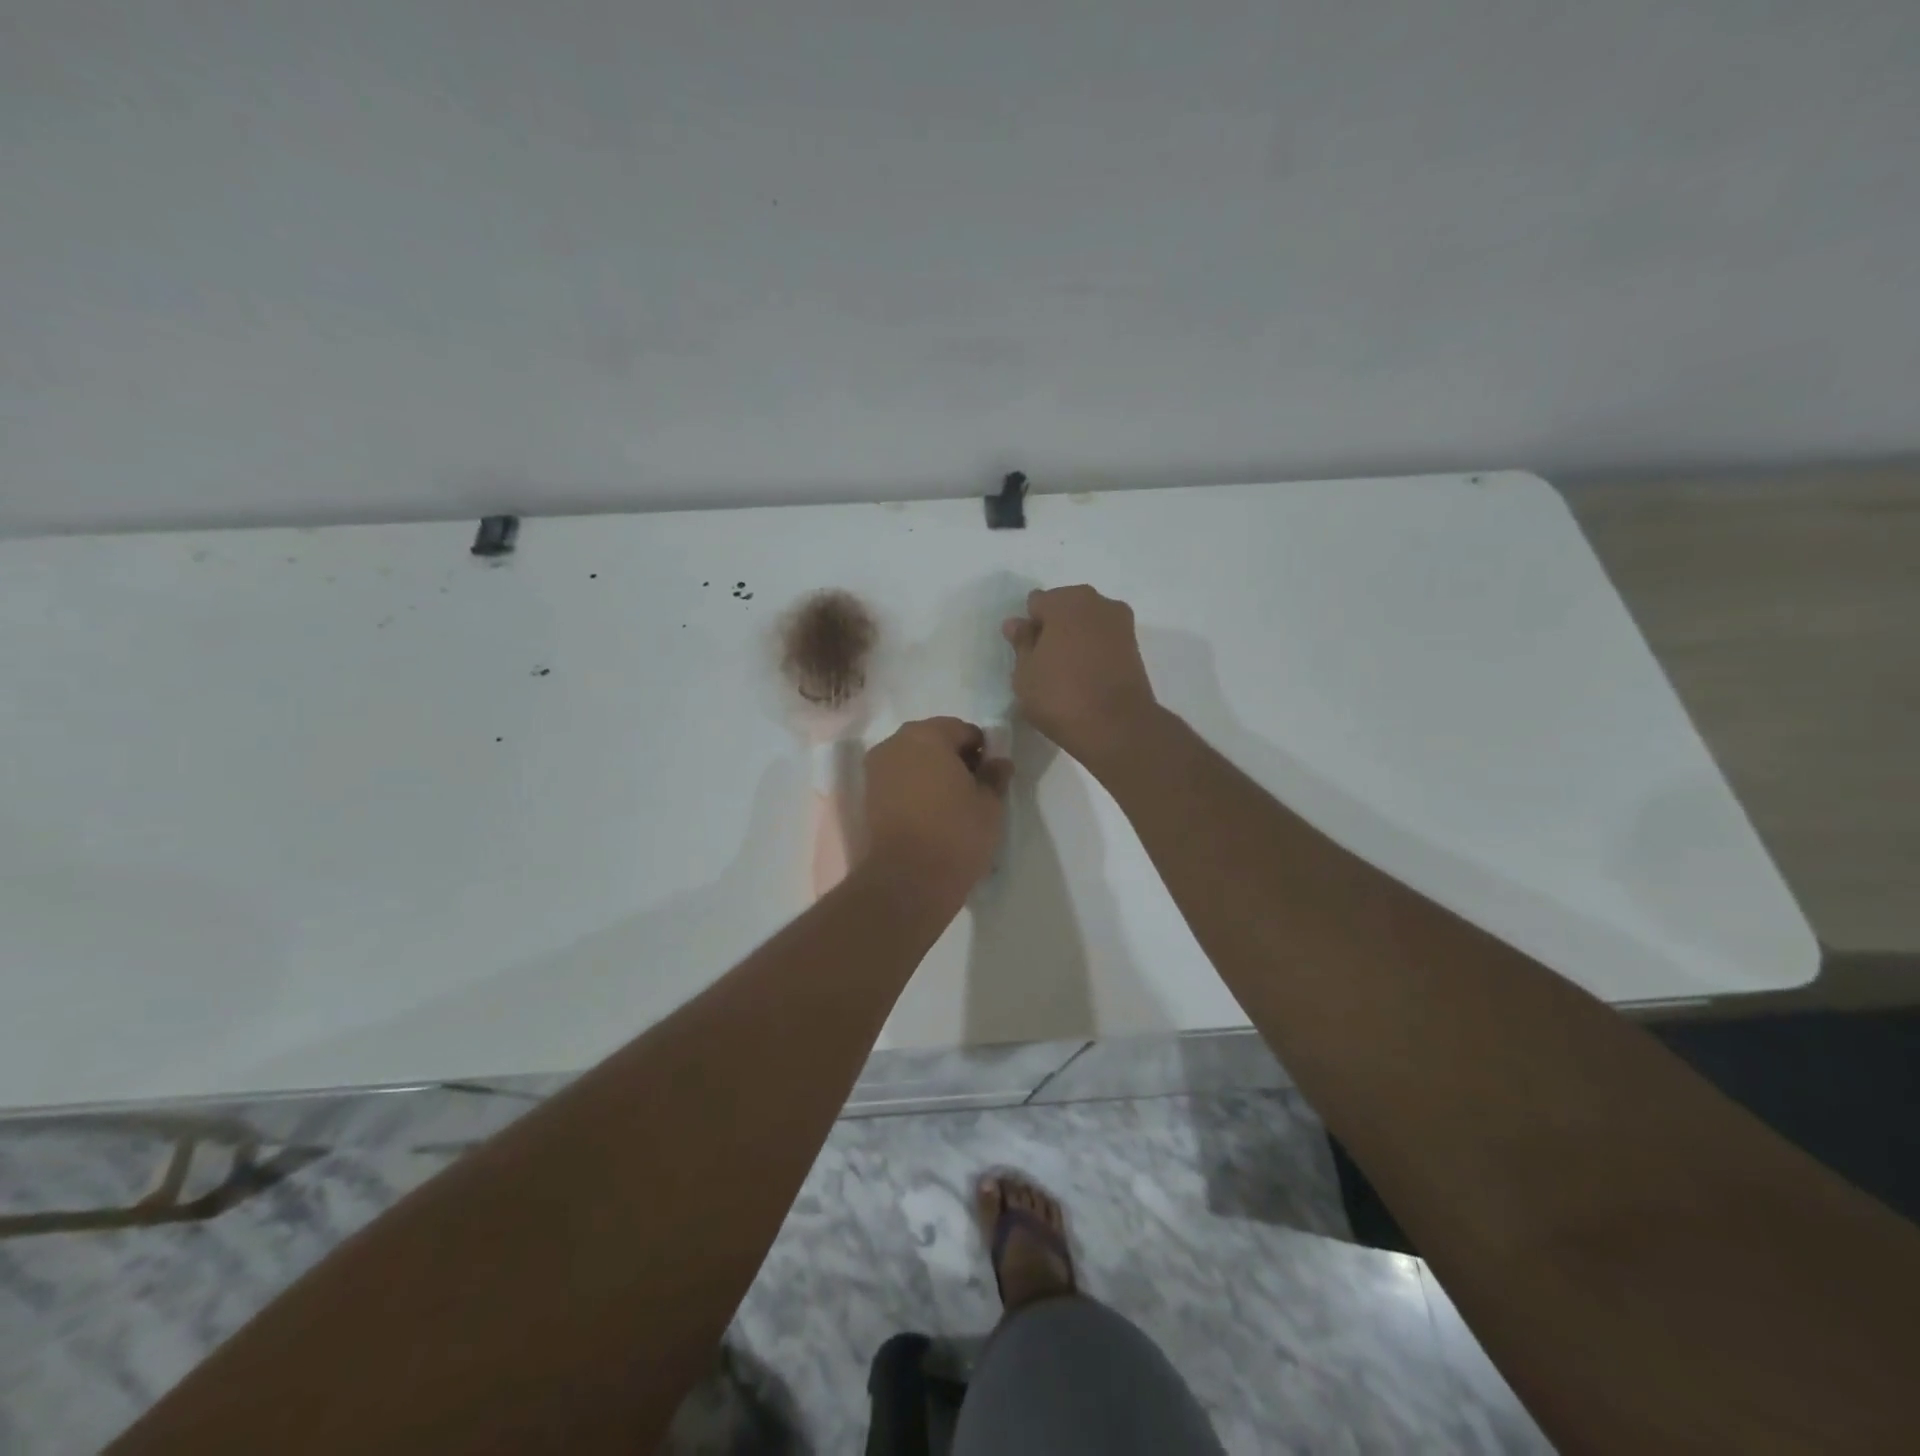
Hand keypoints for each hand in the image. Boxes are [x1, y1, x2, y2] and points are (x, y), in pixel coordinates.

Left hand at [863, 717, 1012, 898]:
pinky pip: (899, 781)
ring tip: (952, 805)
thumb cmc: (956, 833)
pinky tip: (930, 815)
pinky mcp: (867, 797)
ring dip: (933, 774)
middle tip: (973, 790)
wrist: (908, 880)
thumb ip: (994, 775)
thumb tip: (998, 762)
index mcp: (927, 735)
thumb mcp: (990, 803)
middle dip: (954, 758)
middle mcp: (895, 744)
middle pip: (933, 741)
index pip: (963, 730)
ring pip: (913, 761)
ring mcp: (876, 770)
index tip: (991, 776)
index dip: (982, 750)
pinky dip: (915, 790)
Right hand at [1003, 585, 1159, 769]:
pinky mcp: (1135, 647)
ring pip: (1087, 624)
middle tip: (1044, 663)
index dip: (1029, 627)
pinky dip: (1093, 652)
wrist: (1117, 727)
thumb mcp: (1025, 673)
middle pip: (1065, 608)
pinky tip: (1086, 677)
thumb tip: (1017, 623)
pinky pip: (1104, 641)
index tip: (1027, 654)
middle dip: (1054, 628)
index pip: (1037, 603)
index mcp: (1066, 601)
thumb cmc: (1060, 696)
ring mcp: (1121, 623)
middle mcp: (1098, 602)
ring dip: (1075, 639)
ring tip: (1066, 673)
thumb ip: (1021, 643)